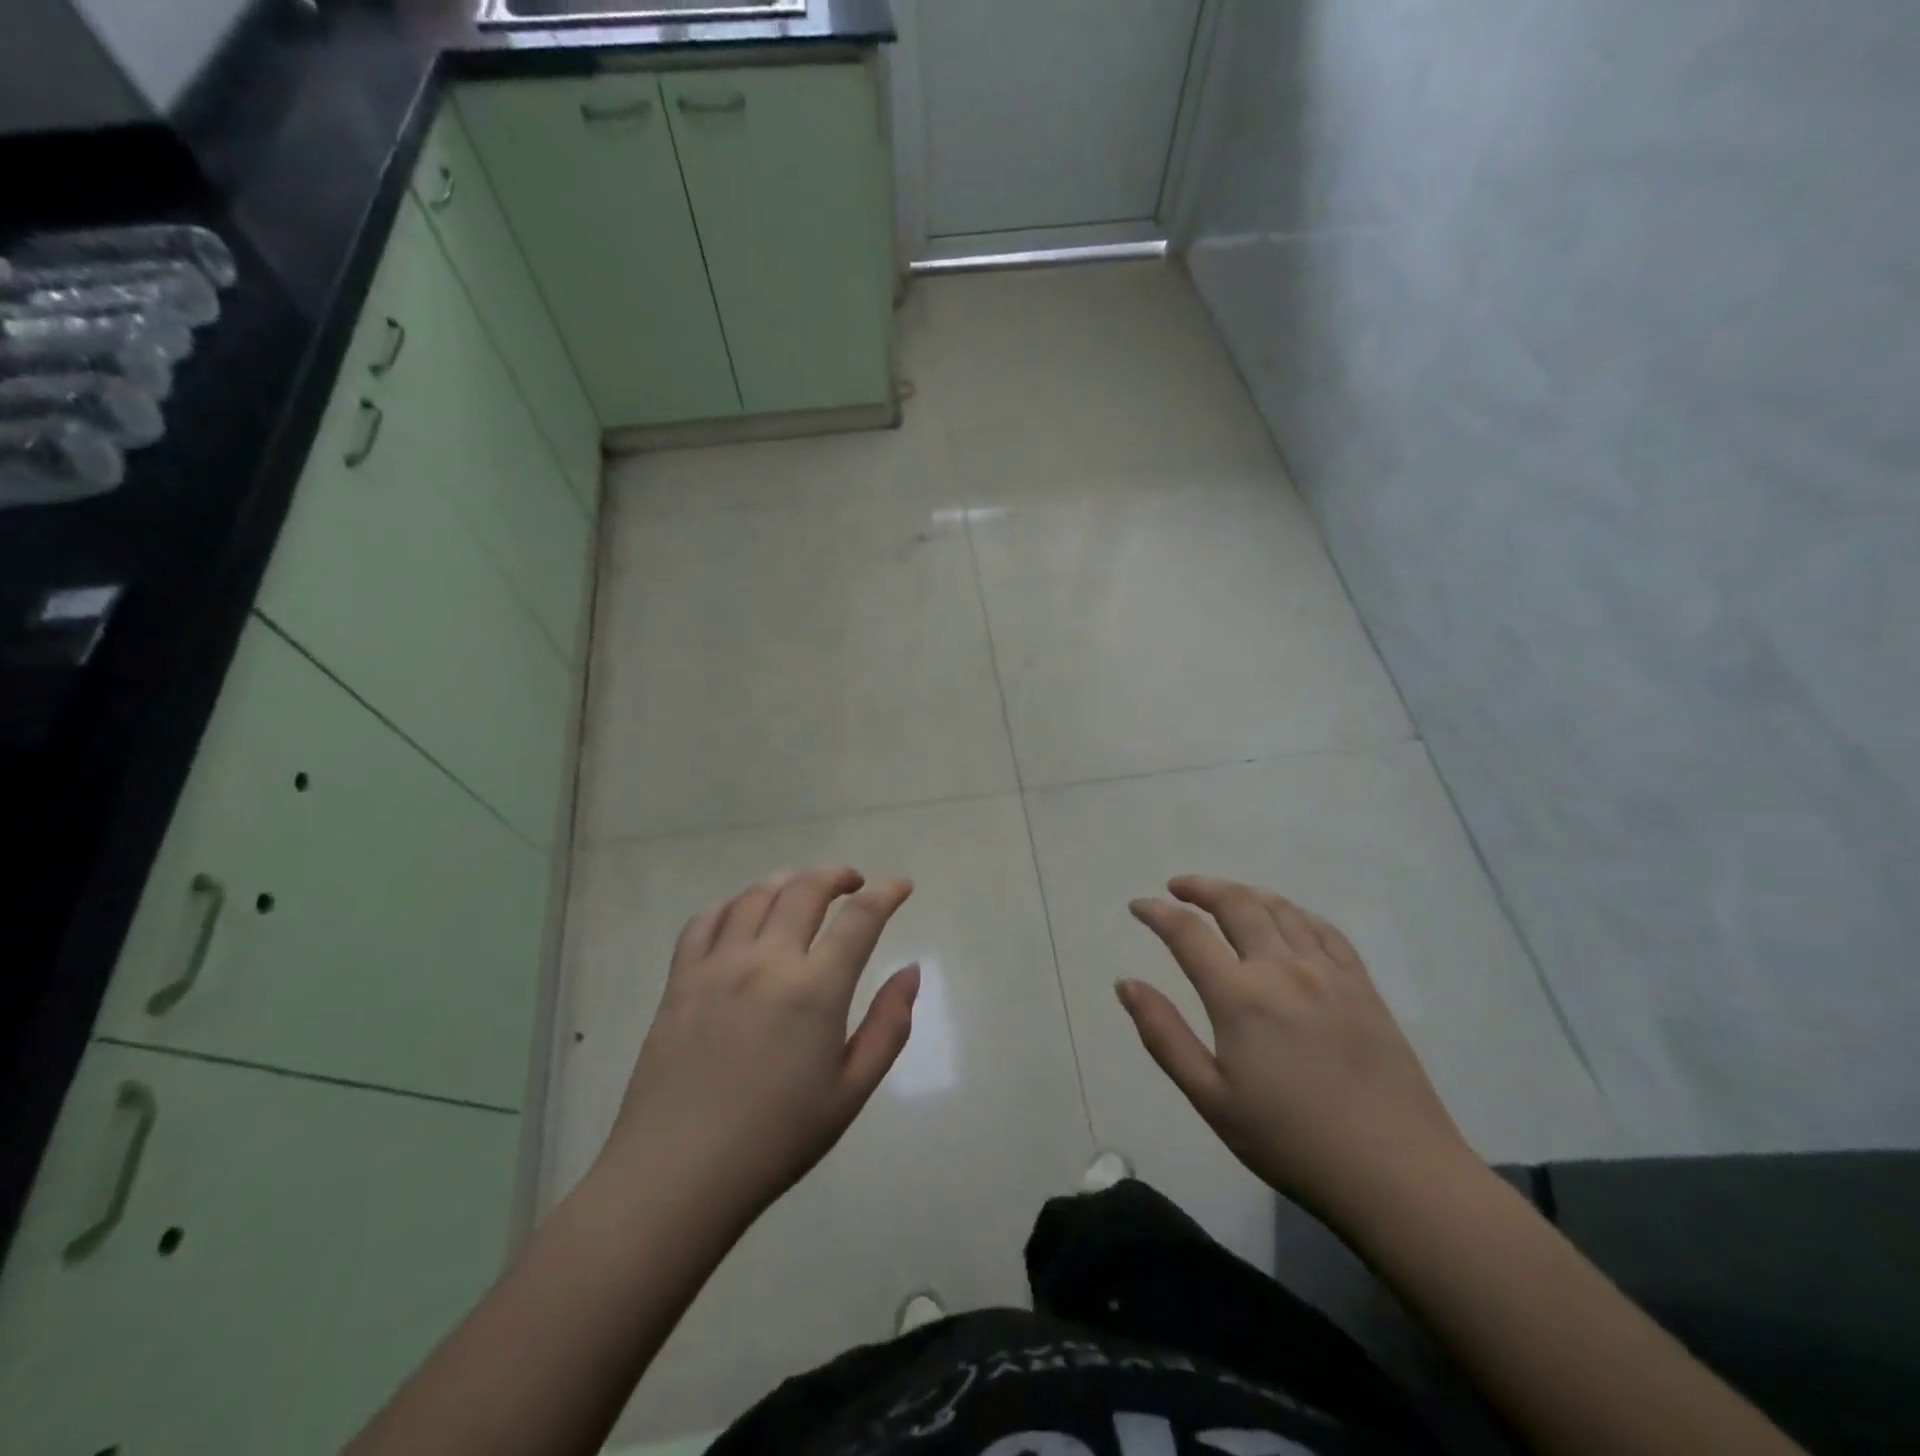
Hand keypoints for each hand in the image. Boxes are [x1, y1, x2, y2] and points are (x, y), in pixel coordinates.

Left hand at [600, 867, 919, 1222]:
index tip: (901, 885)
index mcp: (816, 989)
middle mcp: (768, 961)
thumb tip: (910, 972)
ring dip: (788, 882)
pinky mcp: (680, 979)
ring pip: (757, 895)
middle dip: (837, 875)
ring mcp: (718, 965)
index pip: (861, 917)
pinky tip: (743, 916)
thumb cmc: (777, 1139)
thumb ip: (889, 1026)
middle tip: (852, 883)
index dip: (887, 892)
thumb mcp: (851, 1092)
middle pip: (806, 889)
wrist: (677, 1176)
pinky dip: (732, 904)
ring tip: (803, 892)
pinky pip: (706, 920)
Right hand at [1119, 875, 1476, 1225]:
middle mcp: (1282, 968)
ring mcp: (1328, 972)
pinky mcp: (1362, 986)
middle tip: (1177, 887)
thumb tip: (1126, 983)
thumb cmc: (1290, 1142)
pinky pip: (1324, 929)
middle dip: (1200, 887)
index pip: (1187, 933)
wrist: (1397, 1175)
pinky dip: (1294, 912)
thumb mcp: (1211, 1099)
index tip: (1138, 906)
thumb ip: (1163, 1035)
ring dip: (1244, 893)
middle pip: (1236, 903)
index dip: (1157, 912)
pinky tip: (1286, 919)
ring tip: (1224, 896)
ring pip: (1280, 908)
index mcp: (1240, 996)